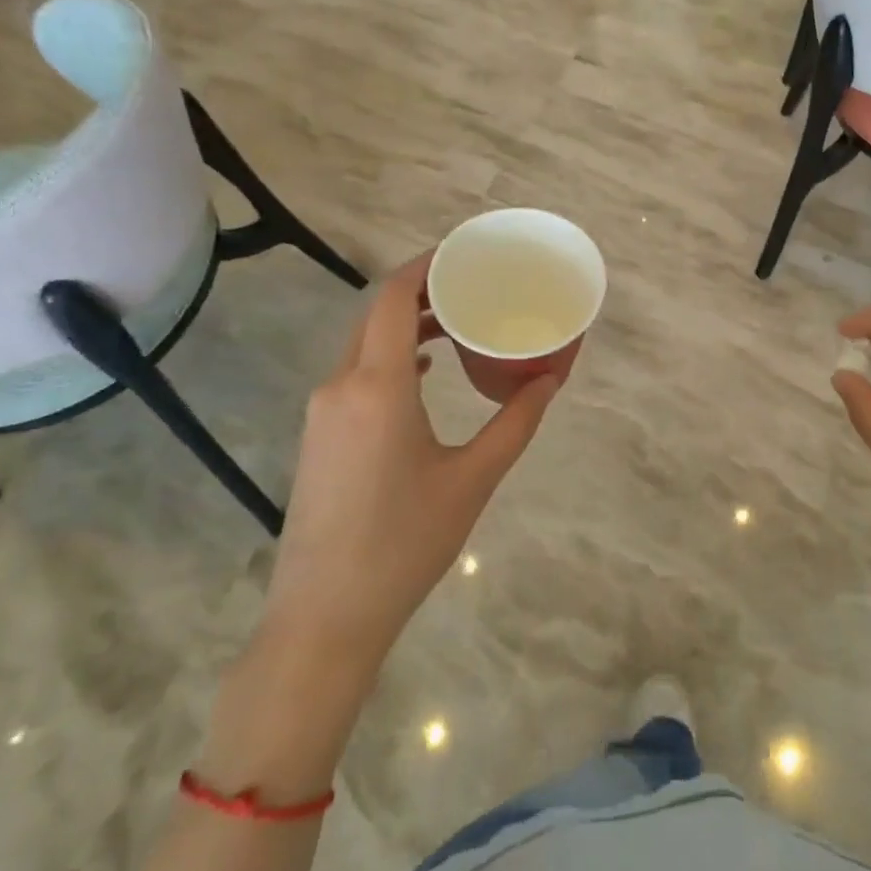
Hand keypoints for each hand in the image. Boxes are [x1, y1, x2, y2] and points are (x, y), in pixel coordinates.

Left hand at [263, 254, 559, 654]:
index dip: (424, 265)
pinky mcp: (320, 437)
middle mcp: (341, 386)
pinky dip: (390, 357)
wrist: (324, 618)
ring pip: (364, 344)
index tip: (463, 253)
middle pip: (376, 314)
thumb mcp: (473, 479)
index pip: (392, 297)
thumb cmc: (405, 543)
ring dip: (404, 324)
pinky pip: (356, 373)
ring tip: (455, 322)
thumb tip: (551, 381)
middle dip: (421, 291)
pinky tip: (424, 372)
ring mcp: (323, 412)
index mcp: (377, 386)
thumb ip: (515, 423)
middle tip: (471, 284)